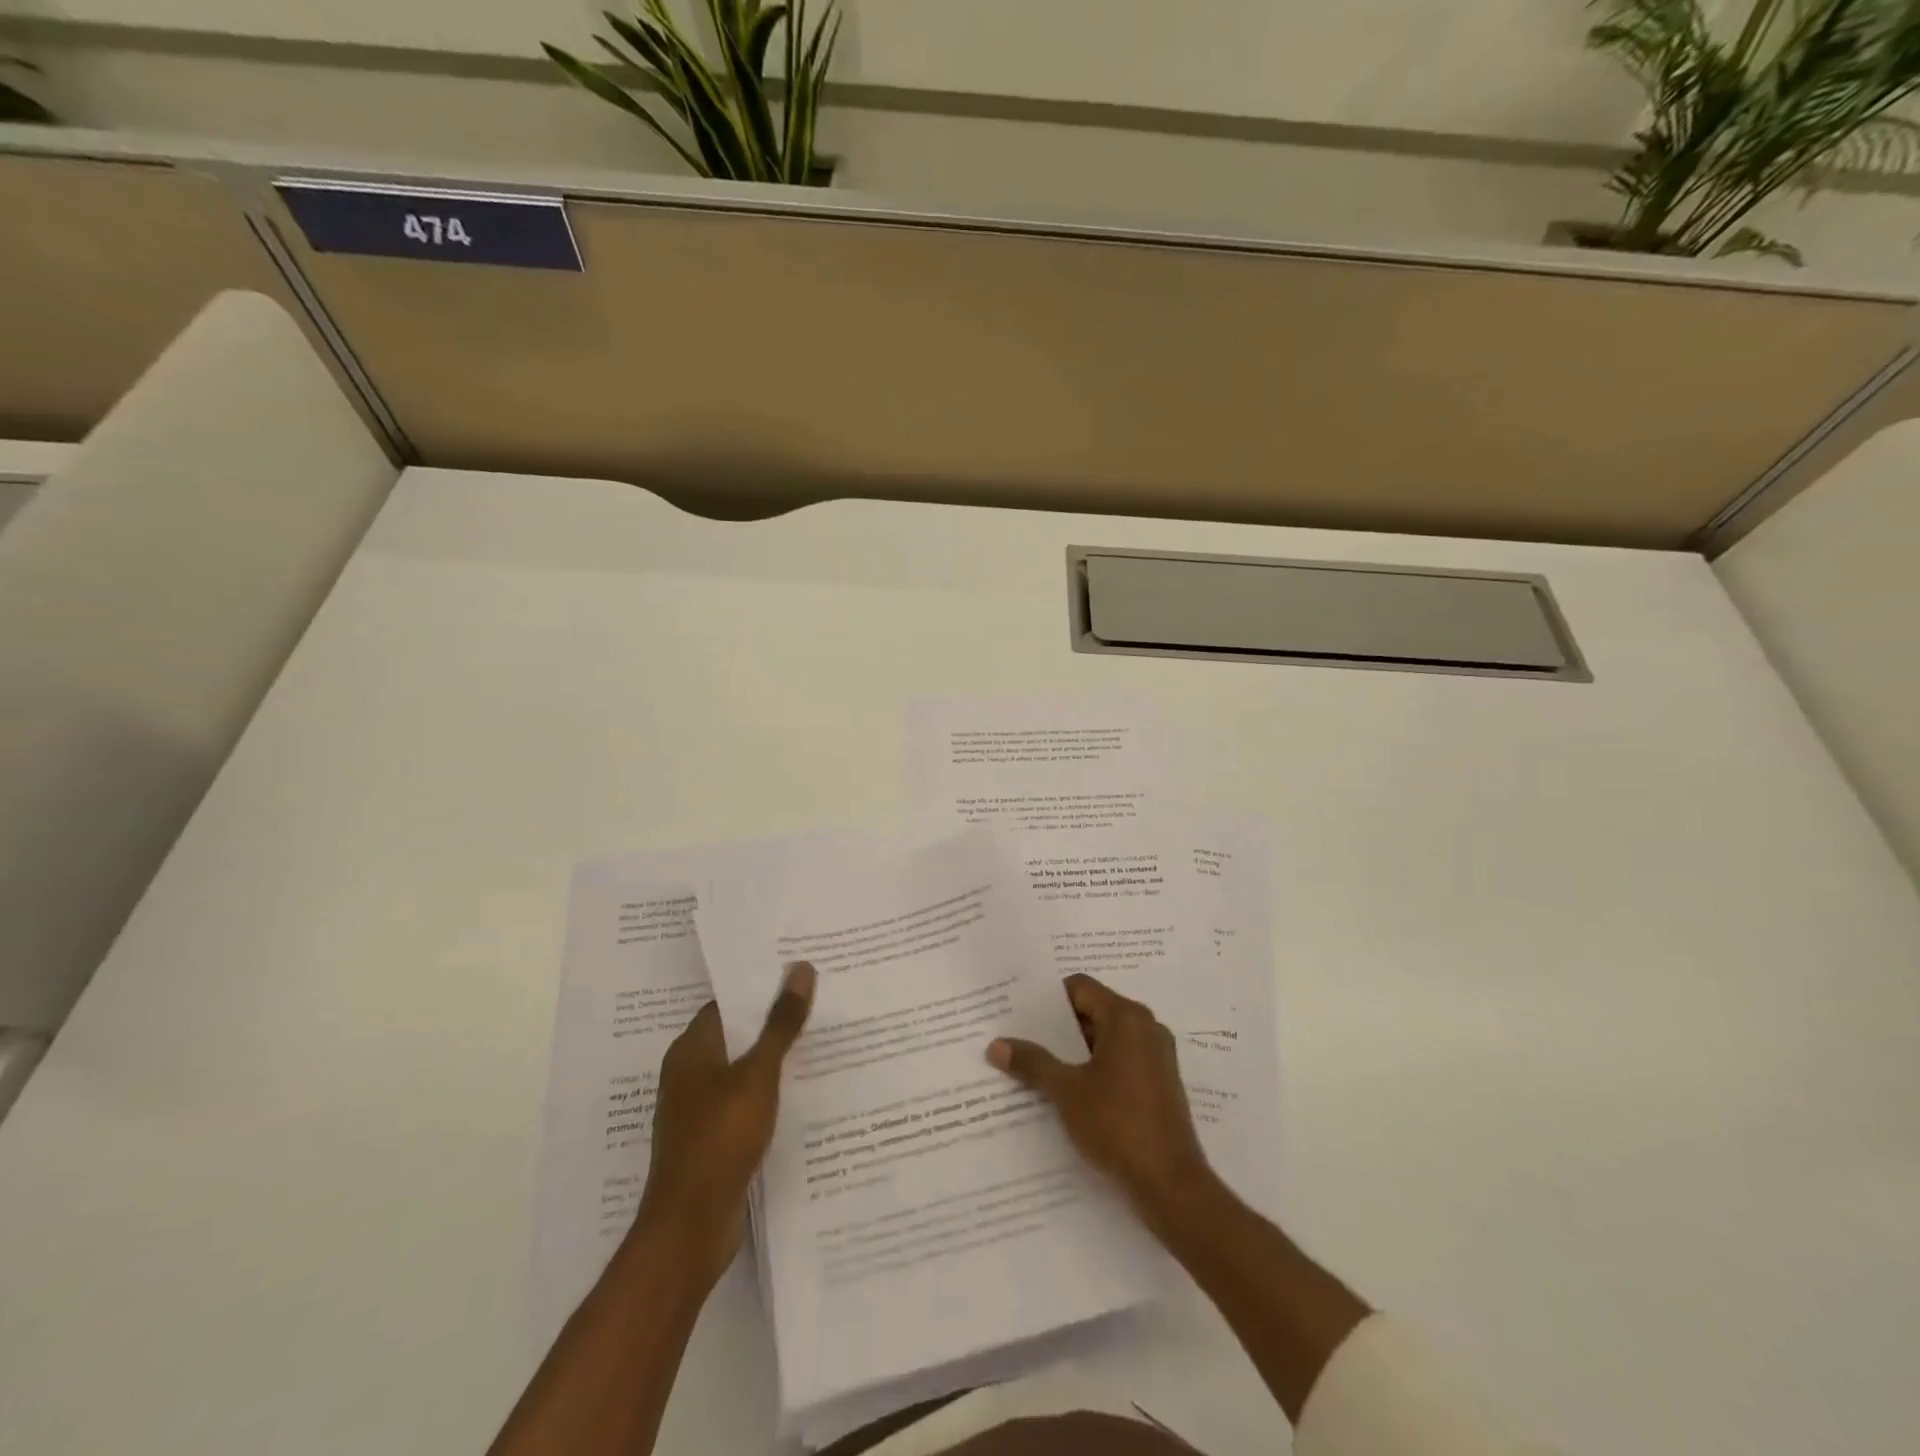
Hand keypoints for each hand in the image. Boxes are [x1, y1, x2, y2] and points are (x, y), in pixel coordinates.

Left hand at [636, 962, 815, 1286]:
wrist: (690, 1229)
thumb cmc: (719, 1139)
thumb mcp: (758, 1075)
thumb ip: (780, 1024)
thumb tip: (800, 967)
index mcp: (690, 1050)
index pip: (727, 1003)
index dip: (760, 987)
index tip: (799, 973)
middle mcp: (689, 1074)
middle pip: (736, 1035)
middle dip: (773, 1021)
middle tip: (820, 1000)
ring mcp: (699, 1110)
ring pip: (742, 1070)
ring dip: (774, 1059)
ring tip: (821, 1040)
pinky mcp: (712, 1140)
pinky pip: (744, 1102)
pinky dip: (769, 1093)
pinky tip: (803, 1092)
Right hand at [987, 973, 1211, 1226]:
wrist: (1170, 1183)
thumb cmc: (1117, 1123)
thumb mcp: (1066, 1091)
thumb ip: (1032, 1062)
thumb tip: (996, 1045)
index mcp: (1126, 1017)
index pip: (1081, 988)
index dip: (1048, 999)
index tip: (1020, 1014)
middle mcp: (1146, 1027)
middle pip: (1093, 1011)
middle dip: (1058, 1027)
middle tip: (1022, 1038)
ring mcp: (1156, 1056)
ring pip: (1106, 1039)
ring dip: (1075, 1050)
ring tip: (1039, 1066)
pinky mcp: (1160, 1083)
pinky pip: (1120, 1061)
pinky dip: (1095, 1068)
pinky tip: (1069, 1091)